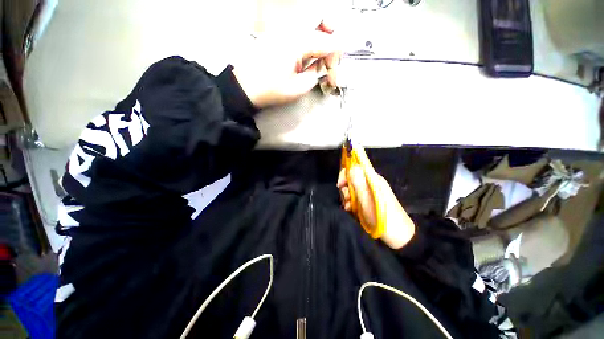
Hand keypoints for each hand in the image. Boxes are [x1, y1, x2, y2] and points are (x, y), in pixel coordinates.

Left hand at [233, 21, 340, 107]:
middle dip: (331, 42)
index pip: (327, 42)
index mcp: (298, 43)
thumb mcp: (298, 88)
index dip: (334, 57)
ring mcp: (283, 31)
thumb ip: (315, 75)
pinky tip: (308, 56)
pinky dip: (309, 42)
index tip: (332, 72)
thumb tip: (322, 66)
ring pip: (310, 27)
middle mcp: (291, 30)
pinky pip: (299, 32)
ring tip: (321, 61)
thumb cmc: (271, 90)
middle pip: (321, 25)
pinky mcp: (277, 36)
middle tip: (330, 60)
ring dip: (321, 40)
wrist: (246, 87)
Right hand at [337, 166, 415, 249]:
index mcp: (373, 179)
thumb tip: (352, 166)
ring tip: (349, 207)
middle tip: (347, 199)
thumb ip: (359, 183)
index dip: (346, 173)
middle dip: (346, 188)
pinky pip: (355, 197)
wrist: (397, 236)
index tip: (340, 185)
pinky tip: (350, 209)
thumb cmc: (381, 216)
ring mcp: (369, 192)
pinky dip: (351, 202)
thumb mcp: (367, 200)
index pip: (356, 167)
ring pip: (352, 189)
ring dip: (347, 197)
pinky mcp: (368, 200)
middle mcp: (370, 183)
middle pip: (352, 178)